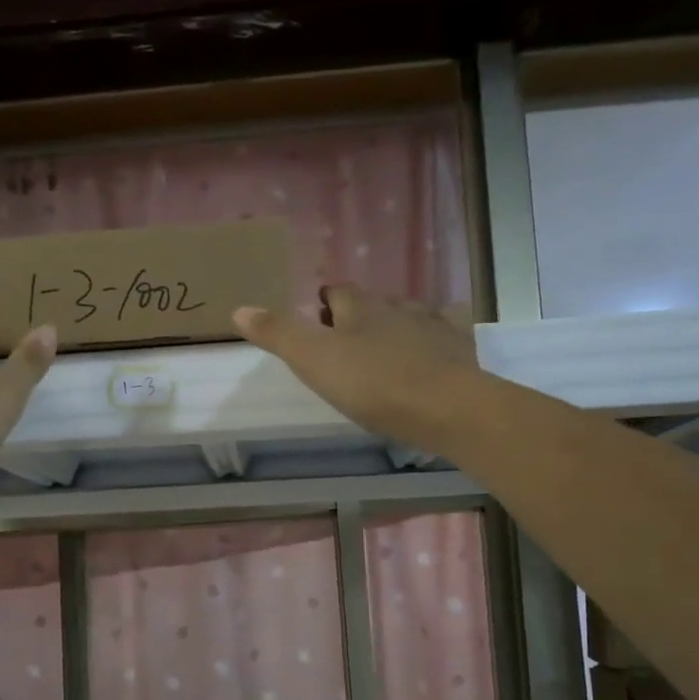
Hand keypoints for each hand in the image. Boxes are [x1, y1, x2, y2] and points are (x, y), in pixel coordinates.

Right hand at [233, 286, 483, 457]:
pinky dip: (432, 343)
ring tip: (383, 355)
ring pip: (407, 317)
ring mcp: (433, 326)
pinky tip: (429, 360)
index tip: (316, 320)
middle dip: (358, 317)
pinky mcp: (459, 350)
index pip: (336, 292)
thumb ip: (278, 334)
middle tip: (344, 345)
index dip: (323, 304)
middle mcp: (397, 306)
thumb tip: (239, 308)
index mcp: (359, 307)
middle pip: (372, 304)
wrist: (447, 407)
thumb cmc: (374, 384)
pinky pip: (443, 337)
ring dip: (394, 329)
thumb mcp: (314, 360)